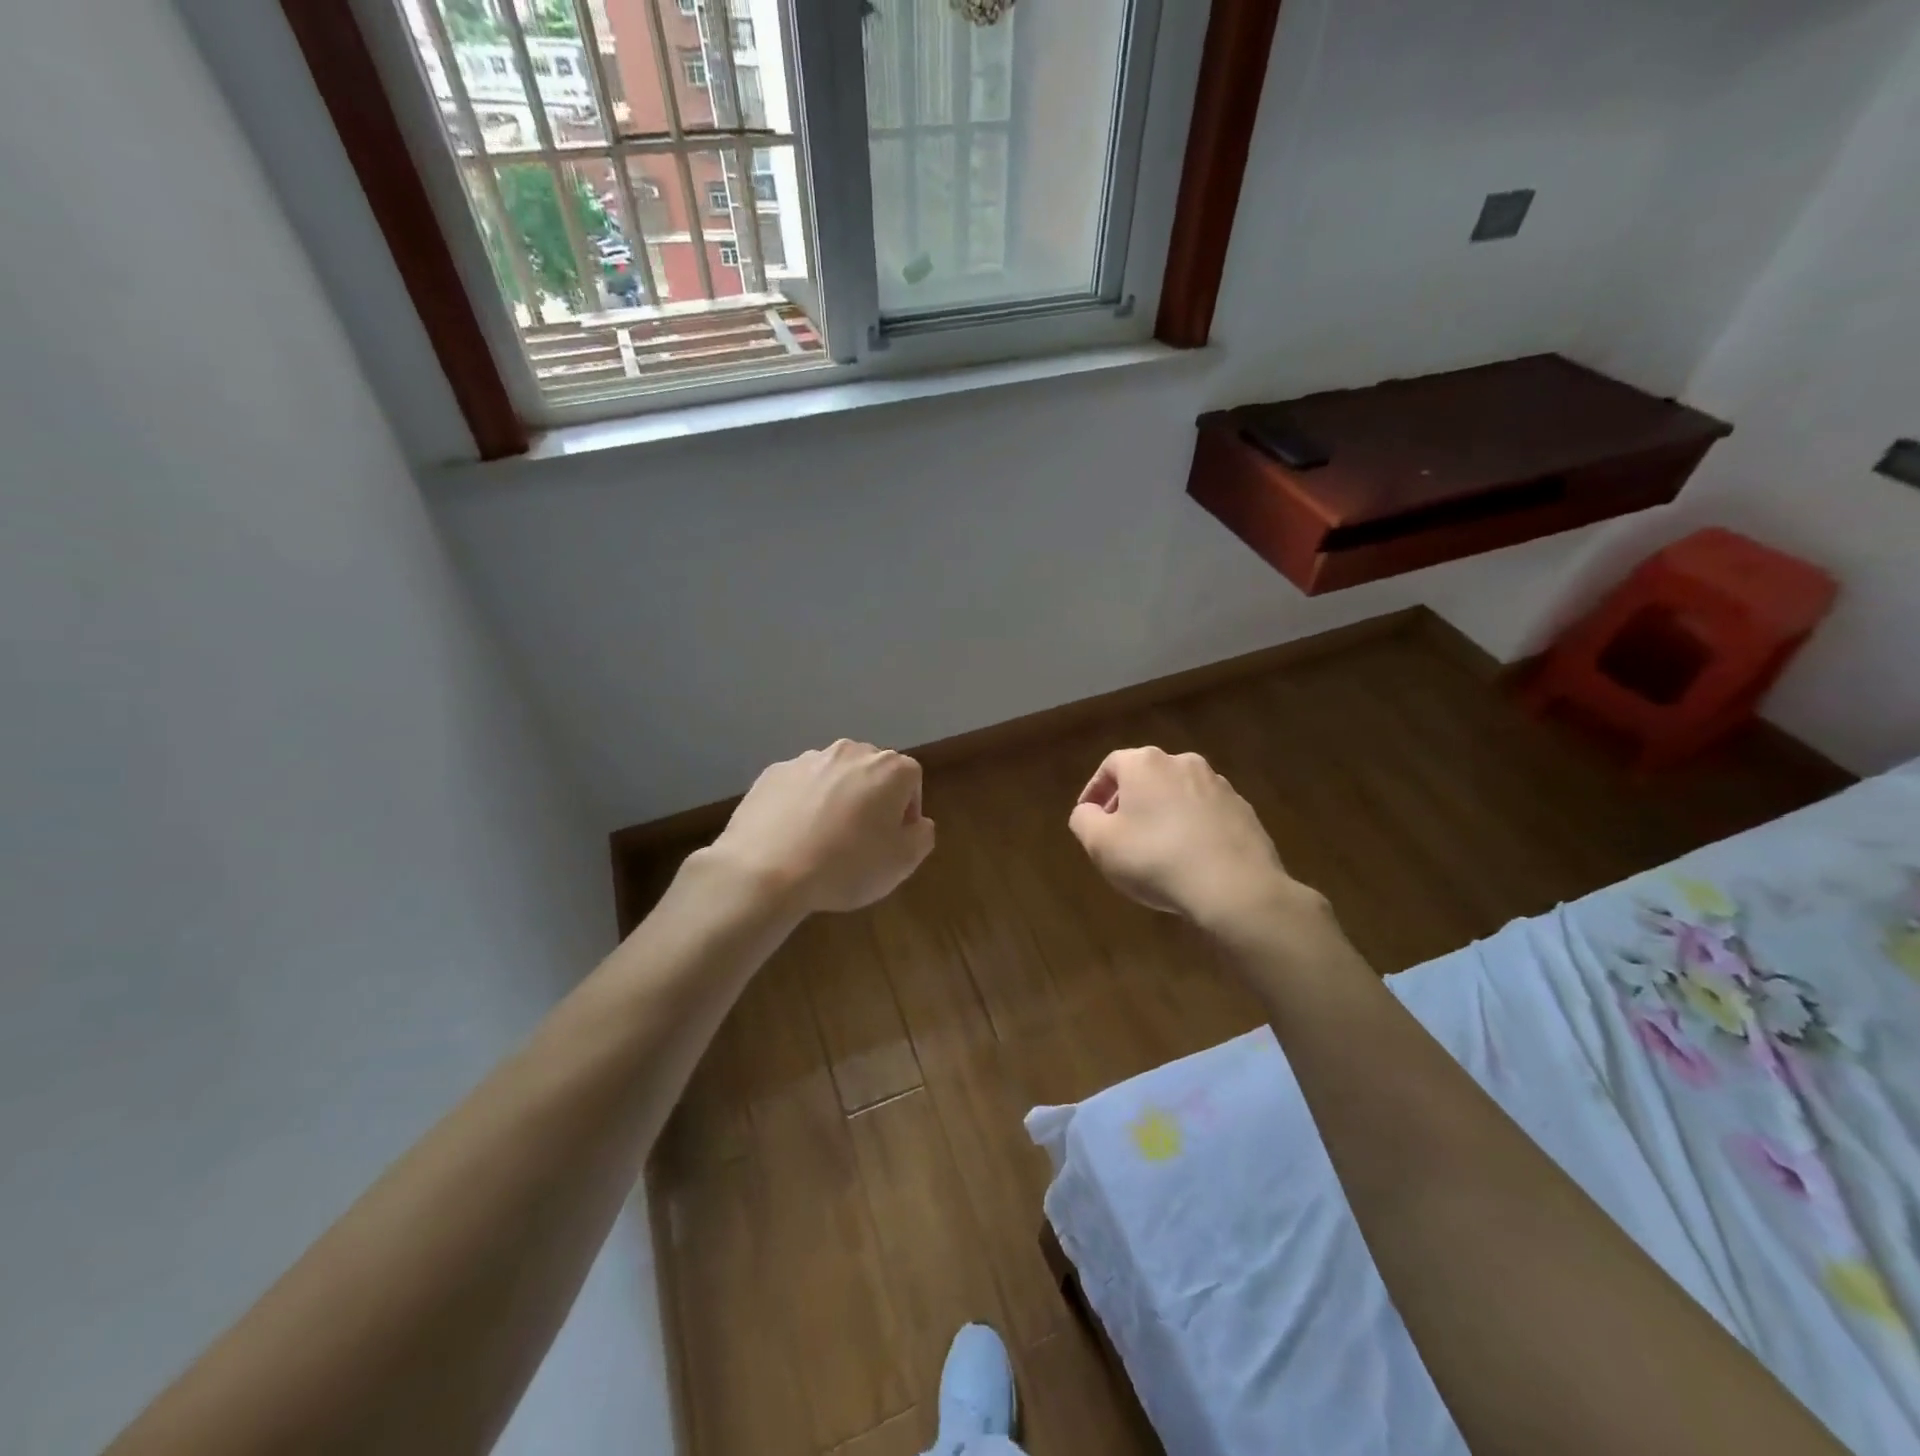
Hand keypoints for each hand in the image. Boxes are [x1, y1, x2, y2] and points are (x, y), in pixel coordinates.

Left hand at [709, 740, 935, 914]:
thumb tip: (918, 823)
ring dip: (837, 798)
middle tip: (862, 838)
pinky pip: (800, 786)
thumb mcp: (902, 863)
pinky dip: (802, 803)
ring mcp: (808, 759)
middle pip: (872, 771)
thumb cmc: (846, 866)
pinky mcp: (773, 773)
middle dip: (872, 798)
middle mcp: (850, 752)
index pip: (912, 779)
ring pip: (834, 776)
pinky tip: (793, 836)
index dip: (907, 810)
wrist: (765, 871)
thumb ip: (922, 836)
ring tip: (823, 838)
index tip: (894, 840)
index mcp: (889, 769)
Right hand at [1068, 747, 1311, 933]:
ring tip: (1155, 848)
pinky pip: (1206, 814)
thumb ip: (1084, 821)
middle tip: (1119, 833)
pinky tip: (1189, 858)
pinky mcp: (1244, 811)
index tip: (1089, 817)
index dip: (1095, 790)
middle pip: (1147, 777)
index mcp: (1146, 764)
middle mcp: (1184, 763)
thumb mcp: (1101, 844)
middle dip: (1130, 802)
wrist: (1235, 887)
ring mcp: (1219, 786)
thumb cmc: (1156, 858)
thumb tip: (1088, 812)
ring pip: (1179, 794)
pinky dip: (1192, 828)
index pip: (1112, 766)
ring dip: (1163, 814)